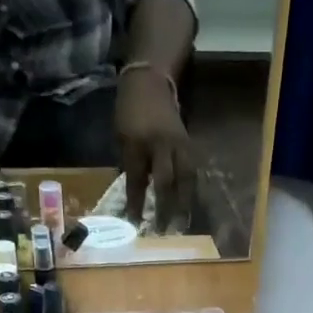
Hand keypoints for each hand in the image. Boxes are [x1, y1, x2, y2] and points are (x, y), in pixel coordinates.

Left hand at [117, 69, 194, 231]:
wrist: (150, 82)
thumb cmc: (129, 111)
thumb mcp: (120, 136)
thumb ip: (127, 164)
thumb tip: (133, 194)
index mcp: (137, 144)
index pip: (137, 181)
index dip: (136, 204)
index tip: (135, 224)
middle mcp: (160, 145)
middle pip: (165, 182)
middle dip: (164, 209)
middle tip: (163, 231)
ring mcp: (177, 144)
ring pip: (185, 178)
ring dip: (184, 203)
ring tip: (182, 224)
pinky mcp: (188, 144)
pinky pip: (192, 170)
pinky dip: (191, 189)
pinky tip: (191, 205)